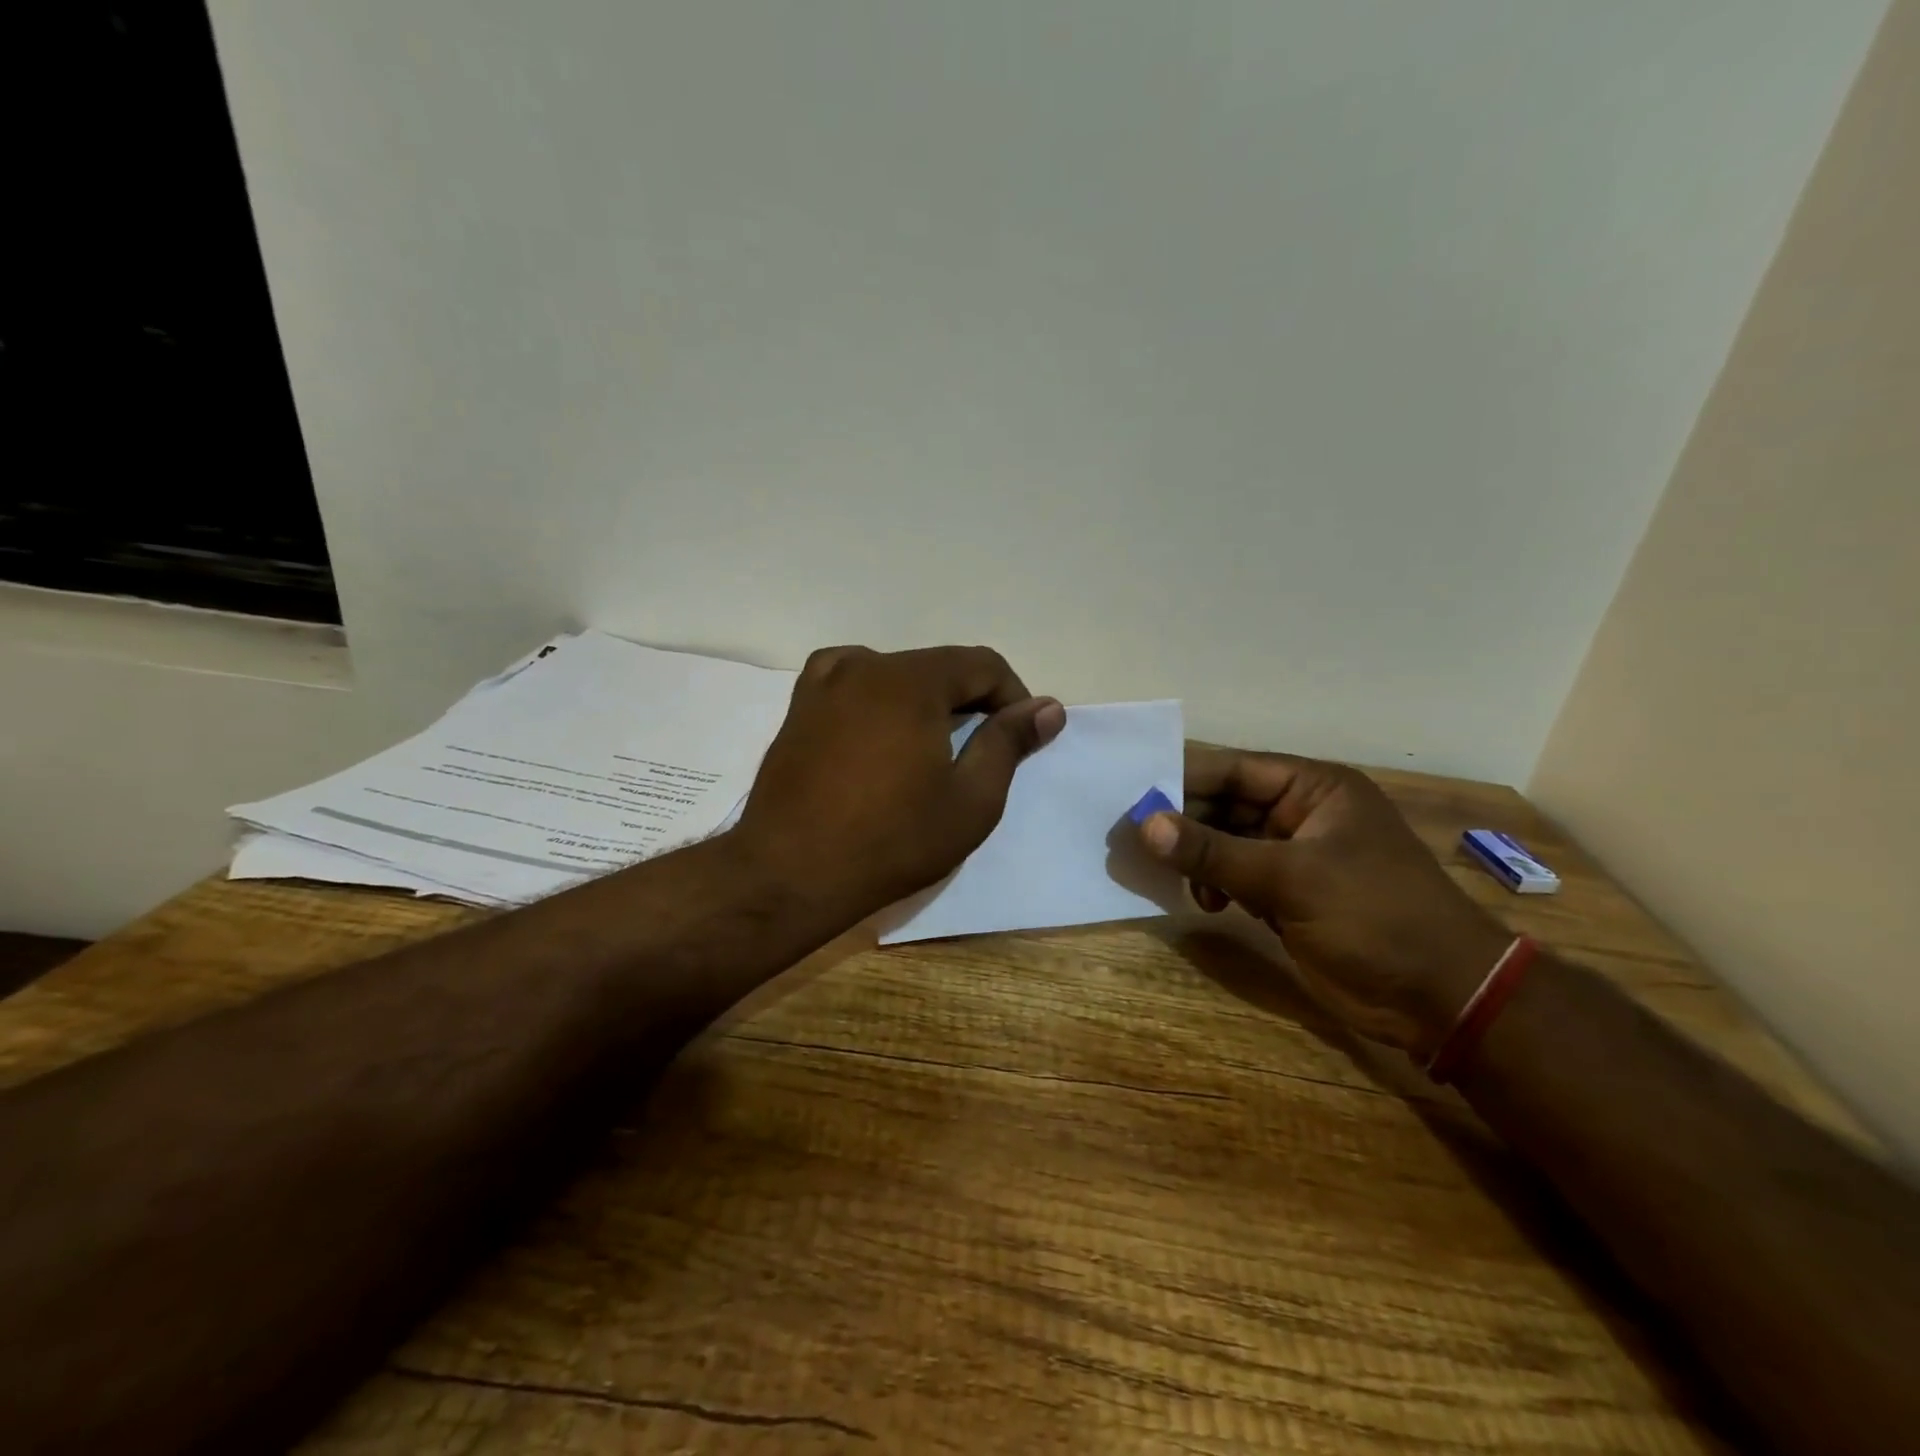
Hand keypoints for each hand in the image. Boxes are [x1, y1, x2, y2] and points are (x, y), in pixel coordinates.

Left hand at [735, 645, 1064, 921]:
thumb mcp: (970, 800)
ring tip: (931, 750)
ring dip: (926, 702)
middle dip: (970, 701)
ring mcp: (825, 682)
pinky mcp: (799, 706)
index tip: (1020, 737)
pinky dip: (881, 700)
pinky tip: (882, 734)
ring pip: (897, 675)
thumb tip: (1047, 707)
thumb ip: (1009, 743)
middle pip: (938, 667)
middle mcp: (865, 665)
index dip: (1012, 696)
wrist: (789, 873)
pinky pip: (855, 684)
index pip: (982, 664)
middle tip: (979, 752)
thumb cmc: (891, 841)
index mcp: (910, 680)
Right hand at [1138, 747, 1509, 1055]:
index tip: (1132, 793)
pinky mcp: (1288, 894)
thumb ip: (1213, 851)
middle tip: (1137, 840)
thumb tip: (1145, 824)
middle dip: (1184, 823)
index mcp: (1315, 788)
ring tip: (1171, 876)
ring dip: (1198, 858)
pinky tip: (1207, 904)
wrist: (1441, 998)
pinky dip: (1215, 885)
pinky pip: (1235, 876)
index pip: (1235, 769)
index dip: (1184, 778)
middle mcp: (1302, 813)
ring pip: (1226, 842)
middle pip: (1225, 804)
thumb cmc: (1374, 917)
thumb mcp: (1290, 879)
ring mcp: (1295, 855)